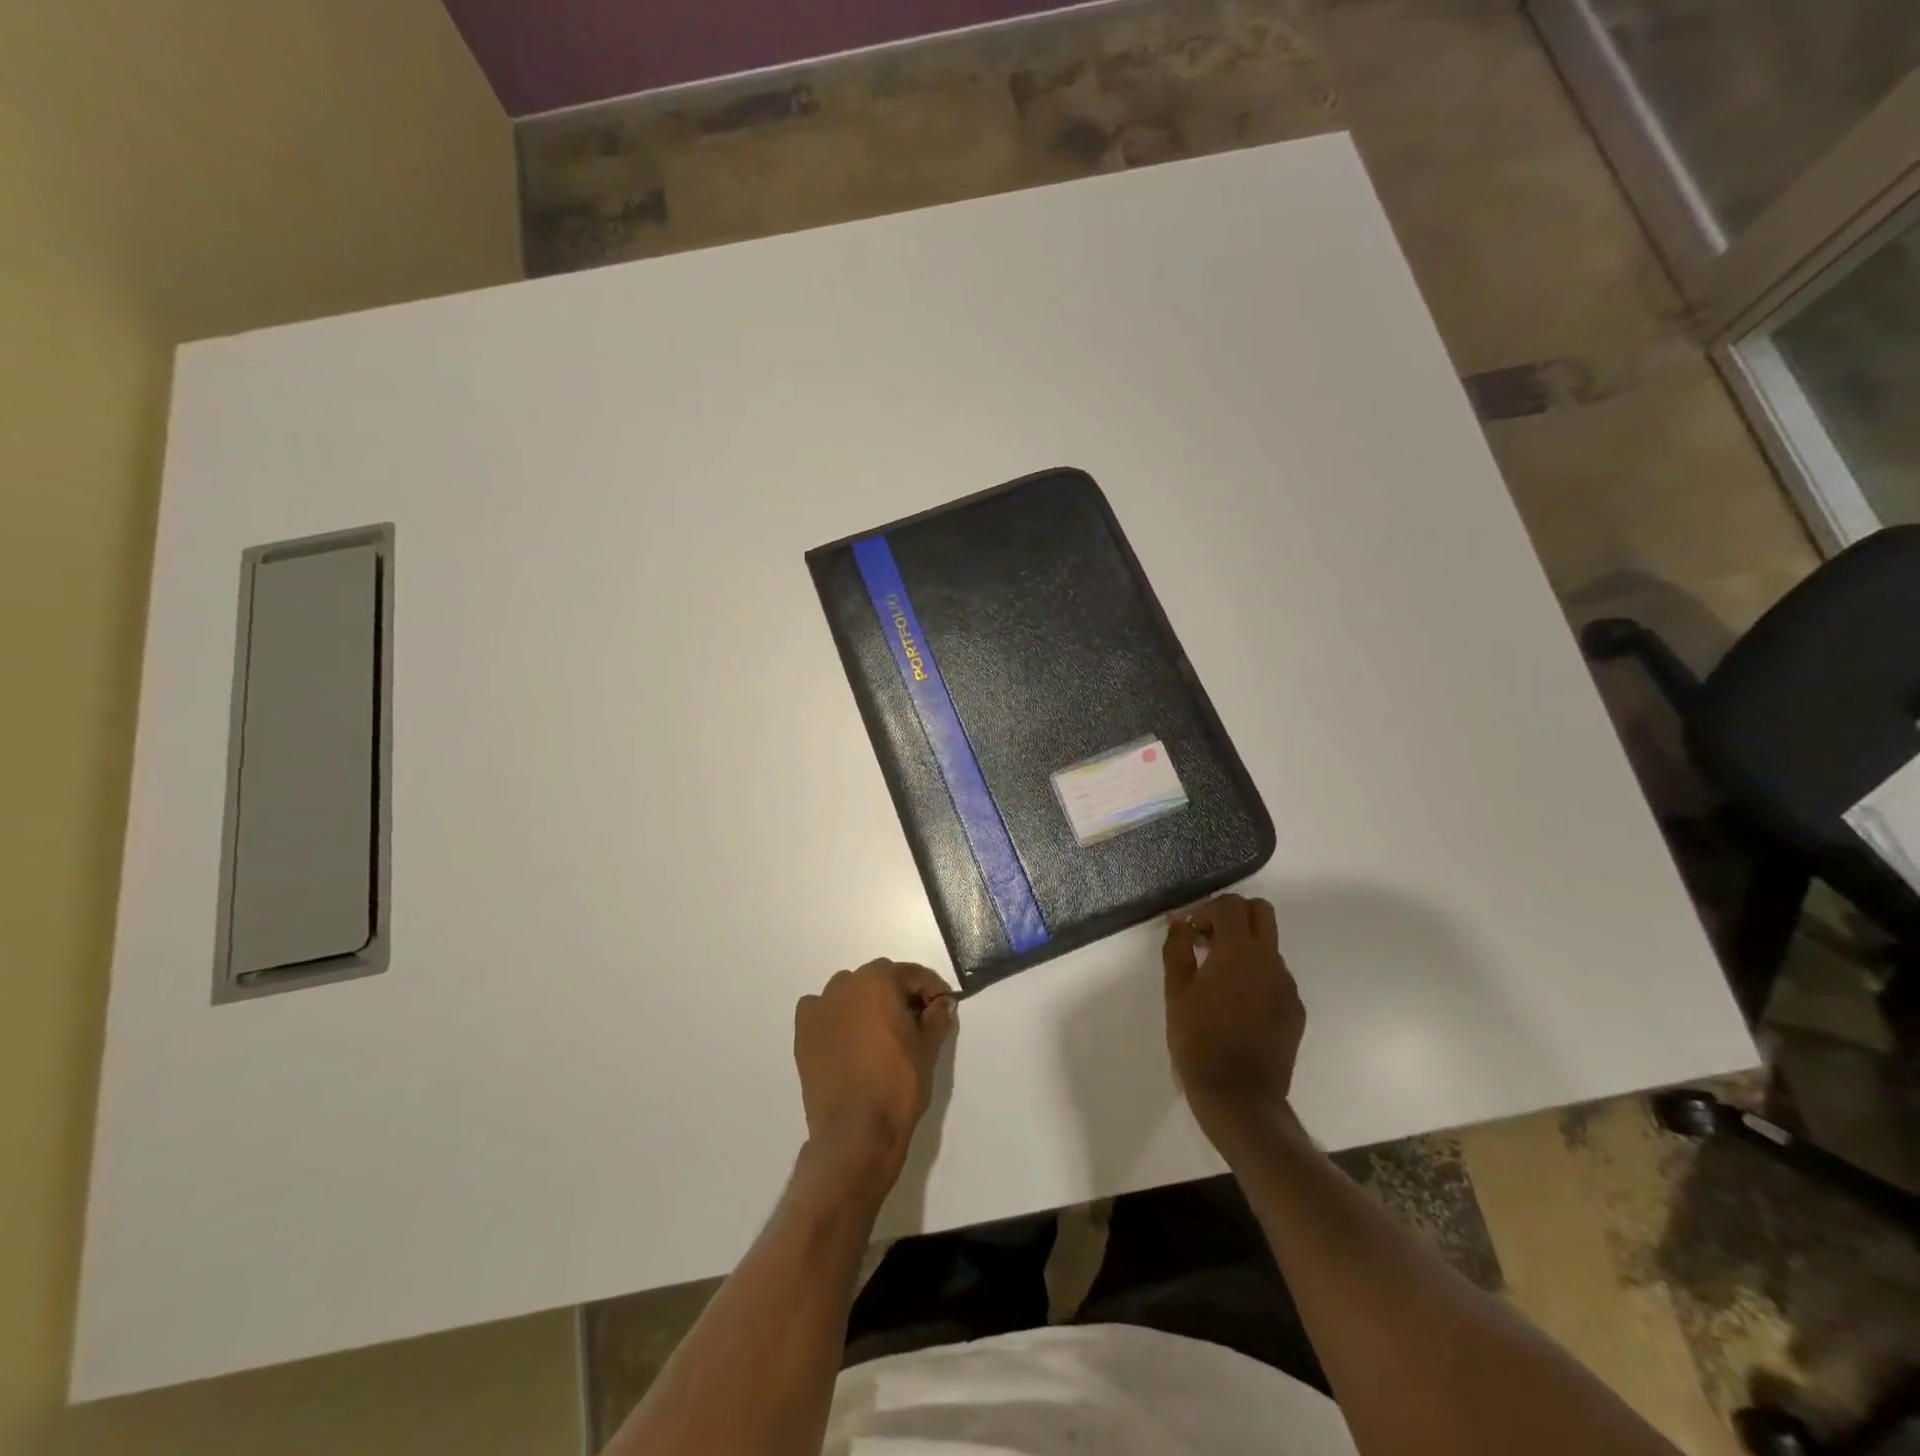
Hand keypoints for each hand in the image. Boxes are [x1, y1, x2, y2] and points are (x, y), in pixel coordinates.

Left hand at [794, 960, 956, 1200]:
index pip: (910, 974)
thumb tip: (943, 1003)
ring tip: (881, 1031)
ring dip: (866, 1003)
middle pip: (878, 979)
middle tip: (916, 1020)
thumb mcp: (928, 1049)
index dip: (930, 988)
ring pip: (849, 992)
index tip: (943, 1005)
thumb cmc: (897, 1084)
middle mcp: (845, 985)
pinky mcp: (803, 1033)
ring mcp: (819, 1008)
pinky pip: (823, 1011)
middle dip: (898, 994)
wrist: (854, 1132)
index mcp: (877, 981)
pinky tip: (848, 1038)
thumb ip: (937, 1018)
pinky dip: (836, 1016)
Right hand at [1163, 893, 1304, 1151]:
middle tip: (1209, 940)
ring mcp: (1287, 986)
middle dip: (1234, 916)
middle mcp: (1269, 961)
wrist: (1239, 1097)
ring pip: (1269, 946)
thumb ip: (1177, 949)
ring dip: (1245, 947)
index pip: (1231, 904)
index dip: (1207, 910)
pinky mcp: (1295, 1010)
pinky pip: (1276, 977)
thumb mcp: (1176, 992)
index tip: (1191, 933)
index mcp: (1238, 951)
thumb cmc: (1198, 1040)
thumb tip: (1179, 923)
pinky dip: (1256, 976)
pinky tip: (1237, 1004)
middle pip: (1261, 912)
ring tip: (1218, 978)